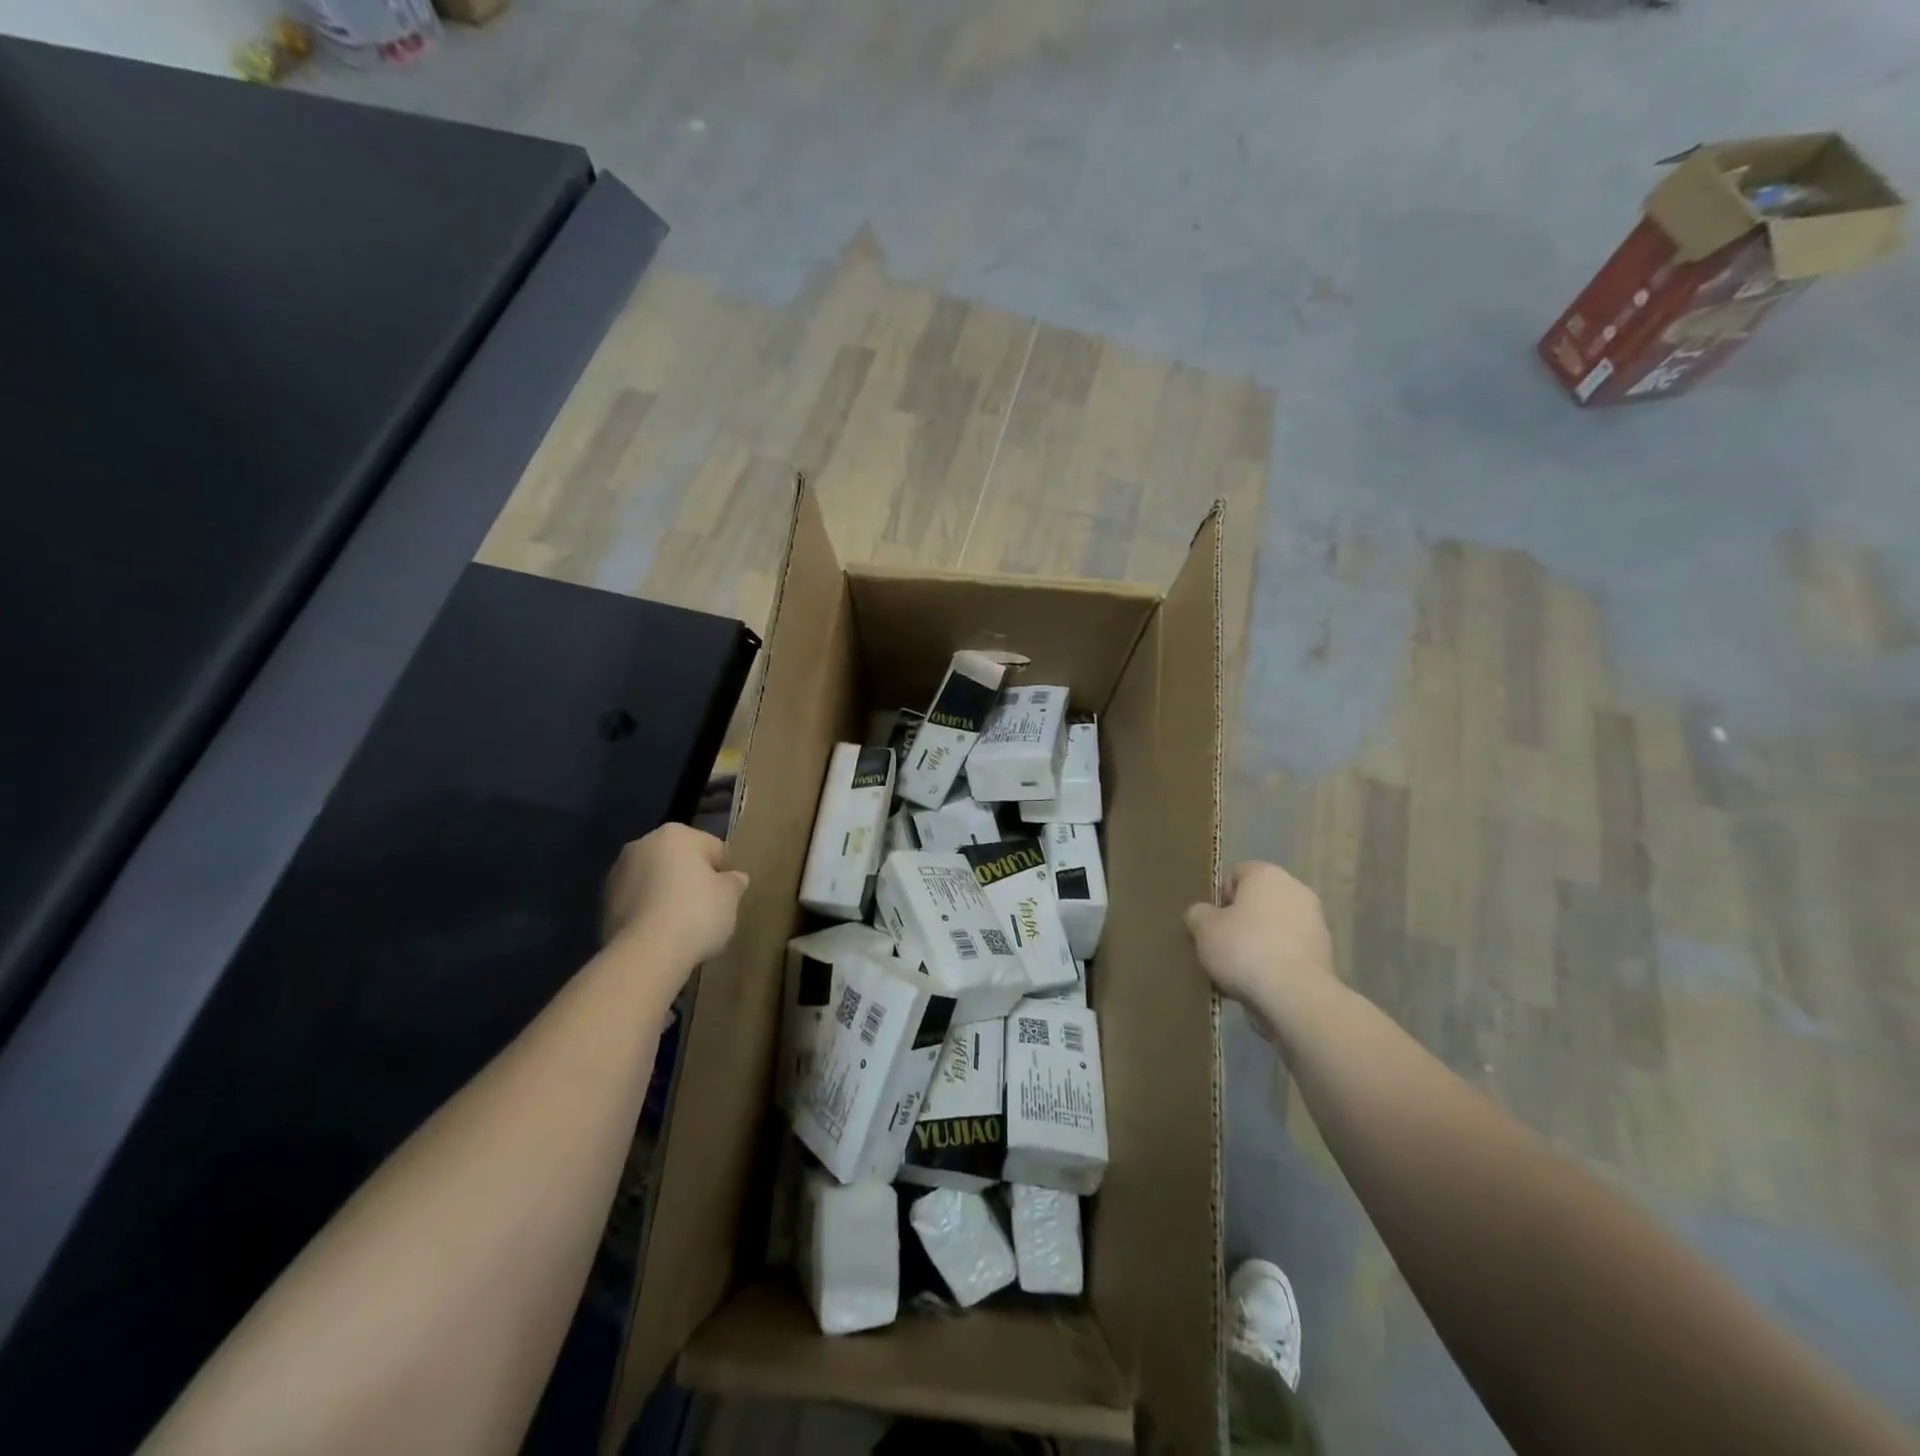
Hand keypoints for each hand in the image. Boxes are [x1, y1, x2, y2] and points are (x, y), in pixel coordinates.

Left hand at [604, 824, 749, 967]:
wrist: (646, 954)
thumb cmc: (696, 914)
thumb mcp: (730, 897)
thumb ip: (733, 882)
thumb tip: (734, 878)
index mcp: (676, 834)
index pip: (712, 848)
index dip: (723, 872)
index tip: (726, 895)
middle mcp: (642, 844)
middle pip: (678, 860)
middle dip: (690, 880)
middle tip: (706, 909)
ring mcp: (617, 874)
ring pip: (654, 881)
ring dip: (666, 895)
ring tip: (682, 926)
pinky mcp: (603, 904)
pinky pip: (637, 903)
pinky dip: (648, 913)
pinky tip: (661, 936)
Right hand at [1185, 861, 1334, 1037]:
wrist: (1295, 995)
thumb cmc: (1244, 948)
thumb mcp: (1203, 928)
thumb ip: (1198, 913)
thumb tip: (1203, 914)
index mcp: (1268, 874)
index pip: (1237, 874)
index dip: (1220, 897)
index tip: (1210, 923)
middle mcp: (1297, 891)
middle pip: (1258, 902)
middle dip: (1240, 922)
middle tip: (1221, 946)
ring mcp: (1316, 923)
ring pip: (1275, 929)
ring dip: (1259, 944)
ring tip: (1238, 971)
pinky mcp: (1325, 955)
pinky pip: (1289, 953)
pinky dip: (1276, 964)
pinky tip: (1259, 985)